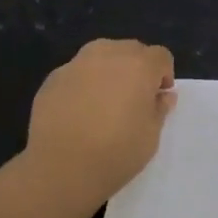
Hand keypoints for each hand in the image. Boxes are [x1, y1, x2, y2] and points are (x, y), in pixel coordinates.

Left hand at [24, 39, 176, 206]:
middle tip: (133, 98)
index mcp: (139, 65)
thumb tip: (162, 95)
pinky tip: (79, 111)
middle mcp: (108, 55)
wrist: (60, 168)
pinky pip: (77, 72)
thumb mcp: (151, 135)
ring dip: (109, 70)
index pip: (160, 56)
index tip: (158, 97)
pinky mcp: (53, 78)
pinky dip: (83, 83)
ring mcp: (76, 64)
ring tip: (105, 100)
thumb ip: (159, 109)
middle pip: (131, 49)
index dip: (164, 74)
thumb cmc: (116, 152)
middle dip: (137, 68)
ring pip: (101, 55)